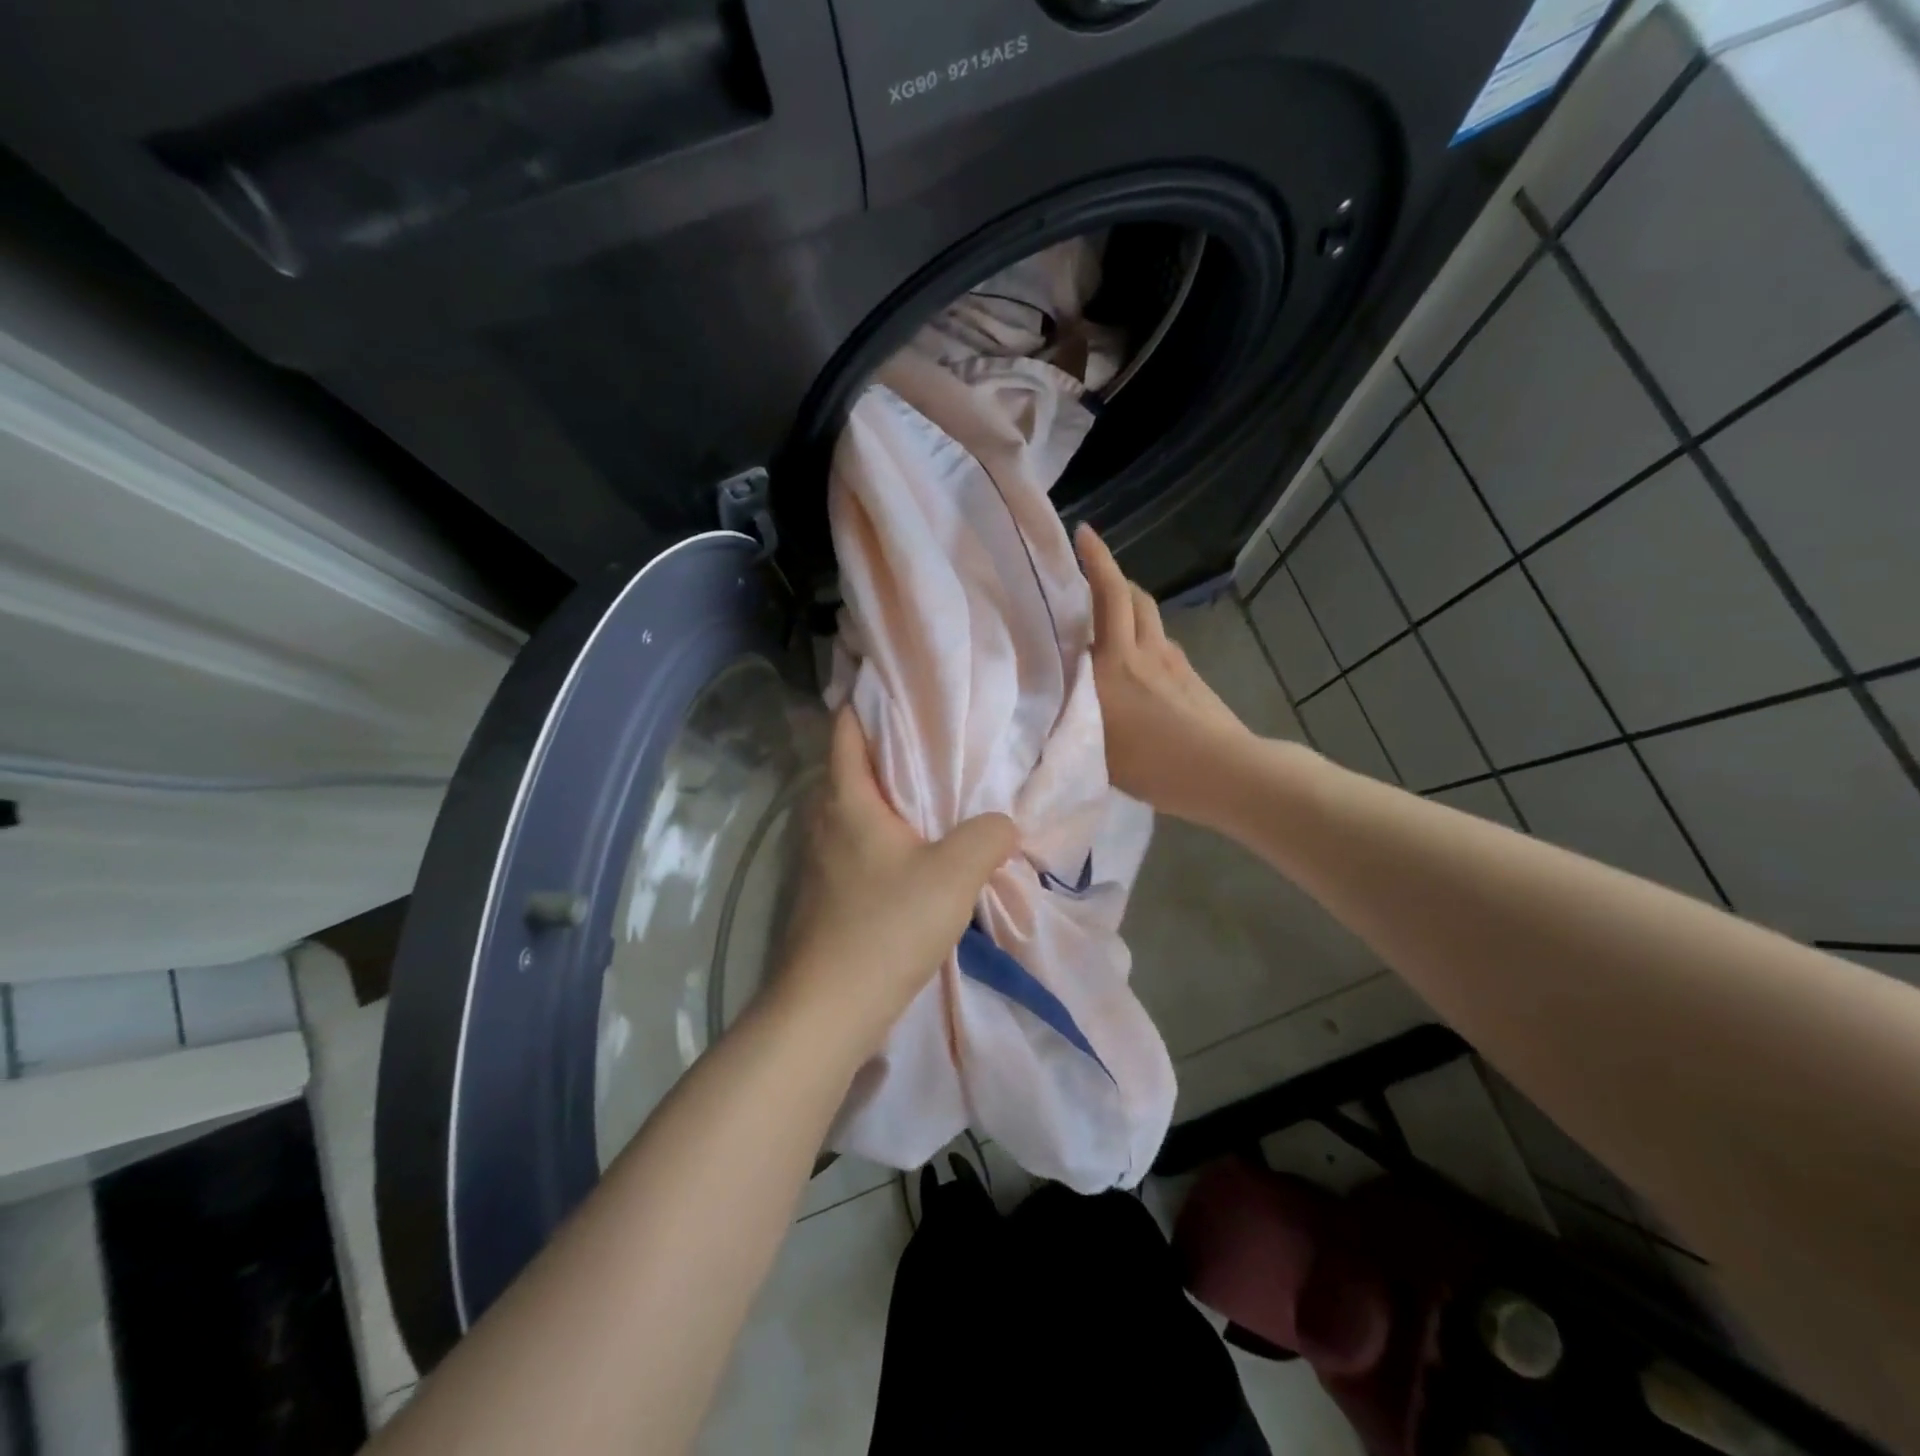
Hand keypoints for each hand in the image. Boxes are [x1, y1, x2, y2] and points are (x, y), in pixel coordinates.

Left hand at [769, 708, 1016, 1058]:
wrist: (828, 1010)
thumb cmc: (886, 926)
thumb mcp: (954, 874)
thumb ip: (987, 836)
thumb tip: (1002, 823)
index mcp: (848, 800)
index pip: (846, 730)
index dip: (865, 702)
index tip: (898, 686)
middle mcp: (825, 822)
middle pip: (852, 768)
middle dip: (889, 750)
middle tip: (936, 740)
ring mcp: (820, 861)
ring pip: (857, 811)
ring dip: (889, 799)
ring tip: (935, 793)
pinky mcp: (827, 895)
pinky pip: (859, 846)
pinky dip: (886, 837)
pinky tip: (918, 854)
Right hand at [1075, 523, 1254, 821]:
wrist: (1220, 771)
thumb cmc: (1150, 764)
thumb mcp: (1092, 748)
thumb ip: (1069, 720)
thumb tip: (1049, 710)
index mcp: (1112, 664)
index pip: (1105, 598)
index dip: (1095, 562)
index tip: (1084, 532)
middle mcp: (1142, 652)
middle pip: (1131, 596)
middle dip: (1110, 574)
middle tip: (1091, 571)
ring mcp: (1172, 662)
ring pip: (1150, 616)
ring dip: (1130, 602)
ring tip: (1112, 612)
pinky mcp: (1191, 677)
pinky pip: (1163, 641)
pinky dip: (1147, 635)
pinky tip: (1140, 659)